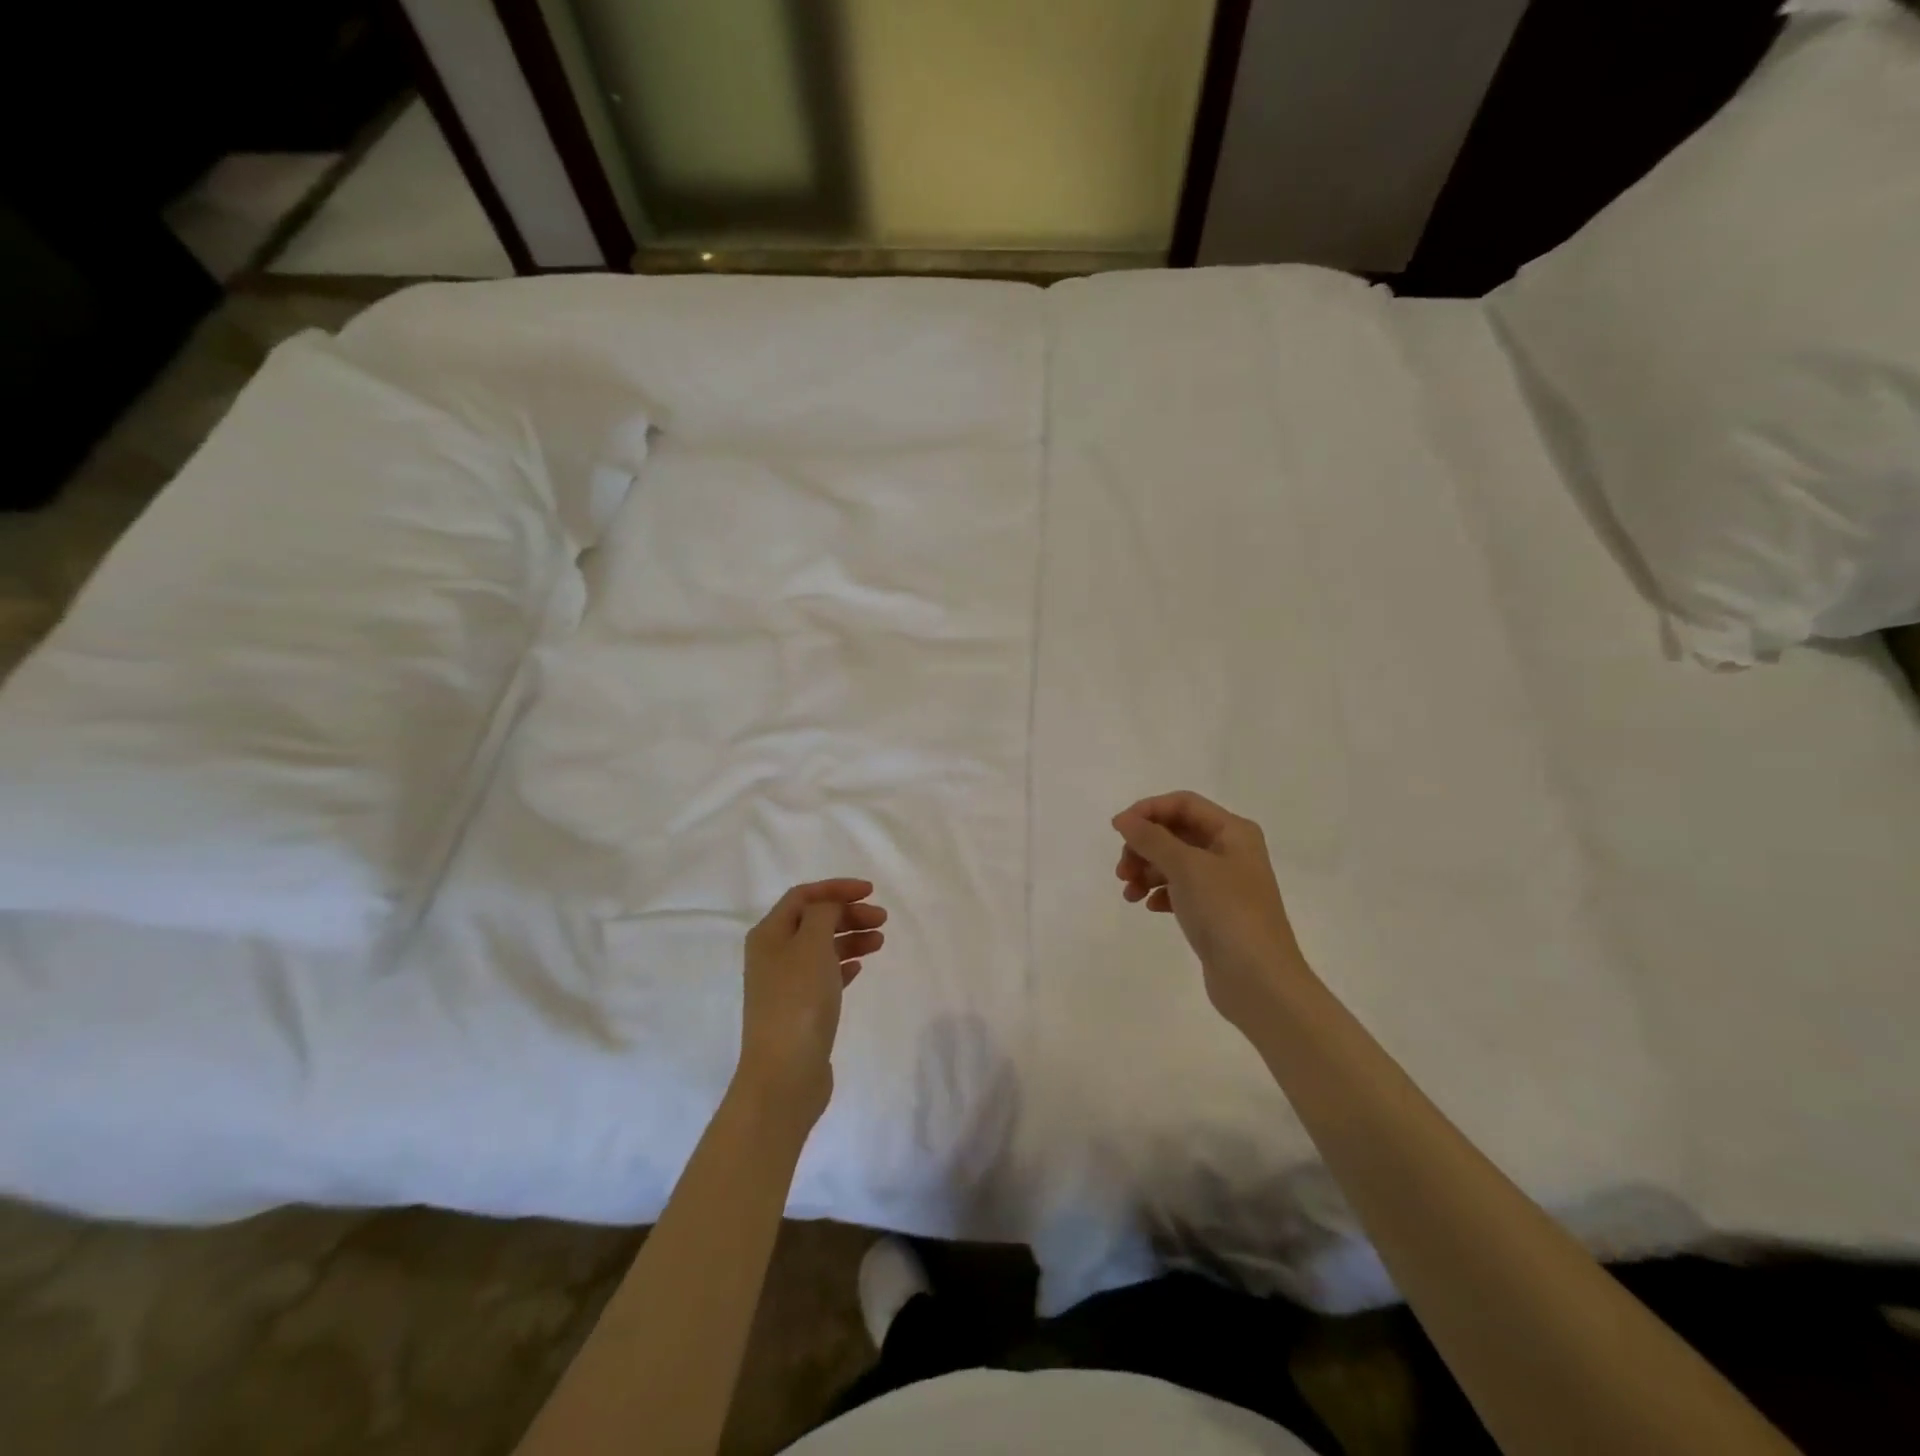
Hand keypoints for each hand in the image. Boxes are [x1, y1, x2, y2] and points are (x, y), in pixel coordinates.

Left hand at [735, 879, 886, 1127]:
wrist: (785, 1073)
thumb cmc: (798, 1000)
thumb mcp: (812, 944)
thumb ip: (824, 913)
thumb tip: (829, 907)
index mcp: (769, 934)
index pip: (803, 896)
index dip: (836, 889)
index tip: (871, 892)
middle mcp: (772, 955)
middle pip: (814, 921)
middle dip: (848, 914)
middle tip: (881, 919)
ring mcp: (785, 984)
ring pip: (821, 948)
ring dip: (850, 938)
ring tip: (879, 942)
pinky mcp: (799, 1010)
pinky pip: (824, 975)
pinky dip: (843, 964)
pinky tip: (860, 967)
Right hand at [1113, 791, 1305, 1030]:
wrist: (1259, 981)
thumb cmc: (1226, 912)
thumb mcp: (1186, 867)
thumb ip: (1151, 839)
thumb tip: (1124, 820)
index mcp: (1233, 831)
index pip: (1183, 804)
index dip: (1148, 811)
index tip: (1118, 830)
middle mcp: (1231, 851)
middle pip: (1176, 833)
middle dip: (1144, 846)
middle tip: (1122, 871)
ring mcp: (1224, 883)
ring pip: (1174, 863)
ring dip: (1147, 871)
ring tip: (1129, 893)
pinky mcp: (1216, 912)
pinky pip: (1180, 890)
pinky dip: (1161, 893)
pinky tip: (1150, 907)